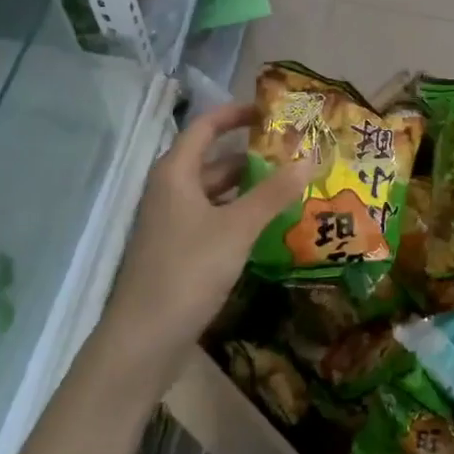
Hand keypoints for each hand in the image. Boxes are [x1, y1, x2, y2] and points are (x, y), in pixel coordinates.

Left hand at [96, 102, 314, 395]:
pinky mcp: (178, 251)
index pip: (205, 127)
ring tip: (291, 187)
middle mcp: (170, 191)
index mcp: (175, 173)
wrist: (143, 341)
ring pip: (215, 193)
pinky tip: (268, 226)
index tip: (271, 112)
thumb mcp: (236, 228)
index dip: (236, 114)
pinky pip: (213, 220)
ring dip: (249, 189)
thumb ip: (273, 192)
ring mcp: (172, 223)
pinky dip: (239, 216)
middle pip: (213, 161)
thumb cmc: (187, 271)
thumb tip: (310, 157)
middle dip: (253, 157)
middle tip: (295, 155)